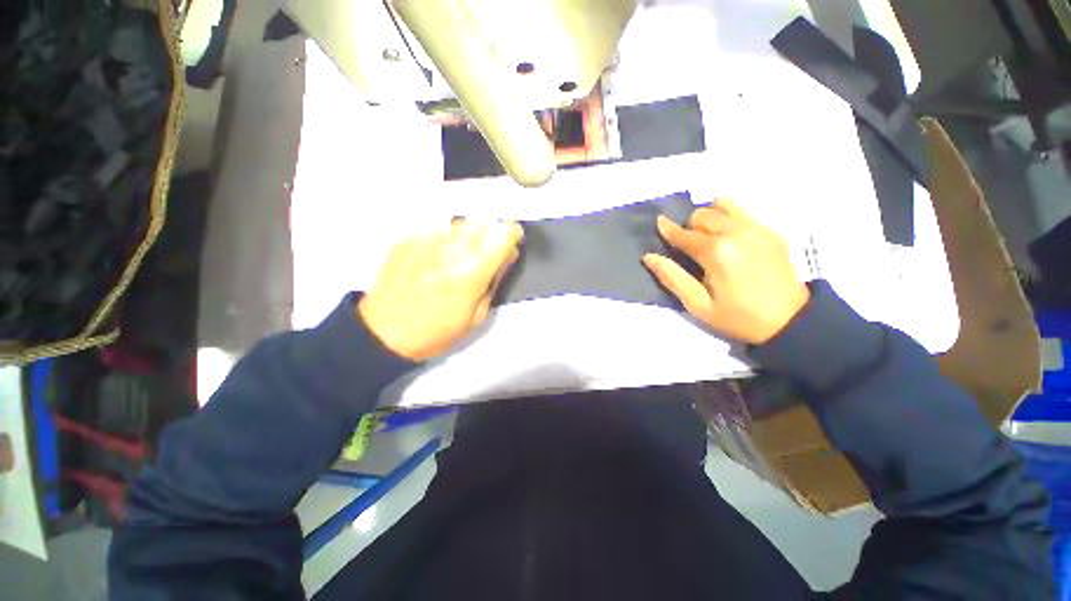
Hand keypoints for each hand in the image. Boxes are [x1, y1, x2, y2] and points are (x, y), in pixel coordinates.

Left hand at [358, 220, 523, 360]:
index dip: (513, 233)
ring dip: (469, 233)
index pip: (502, 233)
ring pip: (460, 221)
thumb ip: (495, 280)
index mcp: (470, 273)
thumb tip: (507, 254)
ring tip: (460, 254)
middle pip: (483, 220)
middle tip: (487, 250)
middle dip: (491, 231)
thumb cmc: (436, 331)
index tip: (513, 240)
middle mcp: (449, 249)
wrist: (383, 333)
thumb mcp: (477, 315)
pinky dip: (445, 236)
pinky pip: (437, 226)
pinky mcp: (407, 238)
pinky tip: (438, 255)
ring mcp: (425, 240)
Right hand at [642, 199, 809, 344]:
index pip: (684, 234)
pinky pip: (743, 211)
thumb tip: (649, 257)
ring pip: (723, 205)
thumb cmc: (738, 317)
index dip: (668, 229)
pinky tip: (729, 238)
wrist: (791, 322)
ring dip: (709, 217)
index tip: (659, 223)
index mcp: (716, 252)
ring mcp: (758, 228)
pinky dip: (728, 217)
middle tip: (688, 247)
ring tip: (708, 237)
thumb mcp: (698, 305)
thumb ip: (672, 277)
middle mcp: (736, 232)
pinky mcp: (772, 230)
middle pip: (702, 214)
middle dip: (689, 227)